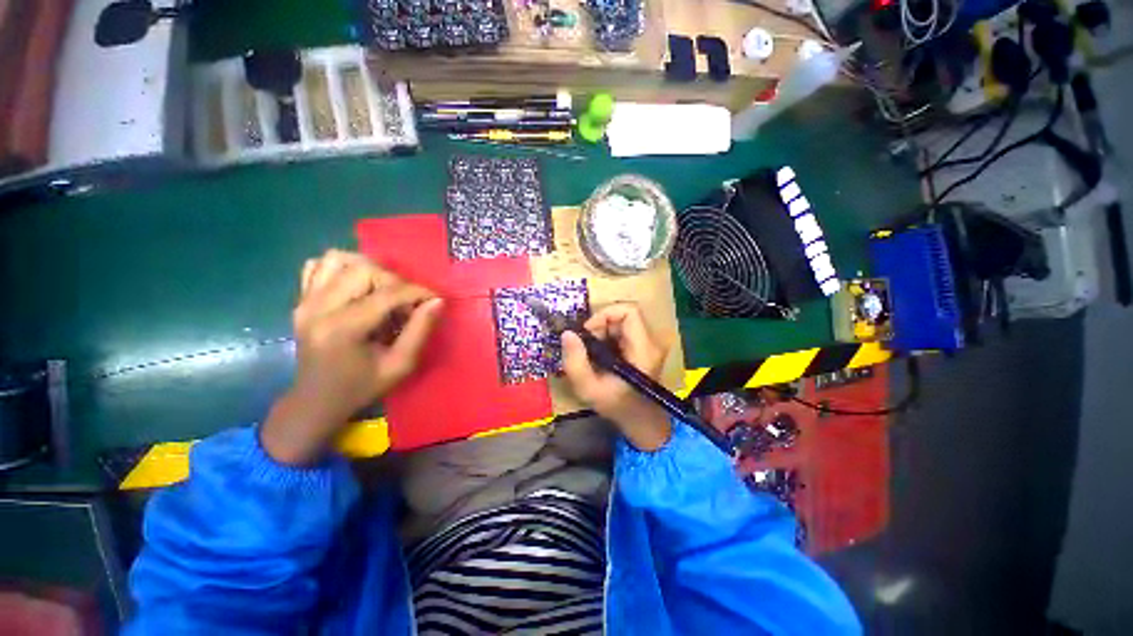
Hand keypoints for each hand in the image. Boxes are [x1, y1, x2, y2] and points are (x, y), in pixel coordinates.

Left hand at [262, 250, 443, 464]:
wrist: (315, 400)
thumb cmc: (361, 387)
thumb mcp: (400, 366)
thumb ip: (420, 331)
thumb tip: (437, 301)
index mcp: (343, 328)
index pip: (387, 293)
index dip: (417, 292)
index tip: (434, 299)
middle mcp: (319, 307)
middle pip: (363, 269)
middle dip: (394, 281)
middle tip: (404, 303)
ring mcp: (305, 301)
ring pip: (338, 259)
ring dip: (368, 269)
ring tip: (382, 290)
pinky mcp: (301, 300)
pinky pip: (317, 266)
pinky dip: (341, 268)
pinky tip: (356, 286)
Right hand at [561, 303, 672, 451]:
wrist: (641, 421)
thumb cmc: (617, 406)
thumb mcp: (589, 389)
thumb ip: (575, 362)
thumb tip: (567, 333)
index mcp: (643, 349)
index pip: (629, 311)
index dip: (604, 315)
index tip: (587, 333)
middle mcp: (651, 342)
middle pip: (623, 316)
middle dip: (600, 326)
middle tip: (587, 347)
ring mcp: (649, 344)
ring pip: (621, 322)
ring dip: (602, 333)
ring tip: (593, 353)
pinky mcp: (644, 346)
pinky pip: (623, 331)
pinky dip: (607, 338)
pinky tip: (601, 356)